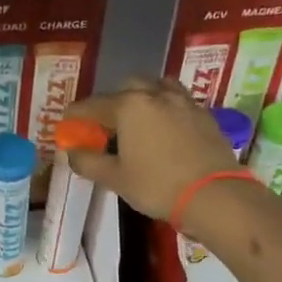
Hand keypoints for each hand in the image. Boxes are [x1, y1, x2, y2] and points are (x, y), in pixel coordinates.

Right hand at [63, 78, 243, 221]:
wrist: (214, 195)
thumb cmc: (157, 185)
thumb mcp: (115, 178)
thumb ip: (88, 162)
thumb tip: (72, 152)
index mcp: (129, 105)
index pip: (93, 105)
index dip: (76, 114)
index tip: (67, 123)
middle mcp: (156, 94)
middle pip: (127, 86)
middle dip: (112, 101)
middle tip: (105, 125)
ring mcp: (184, 101)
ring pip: (157, 87)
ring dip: (142, 97)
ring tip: (137, 120)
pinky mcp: (204, 114)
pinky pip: (178, 101)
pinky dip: (165, 108)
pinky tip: (164, 130)